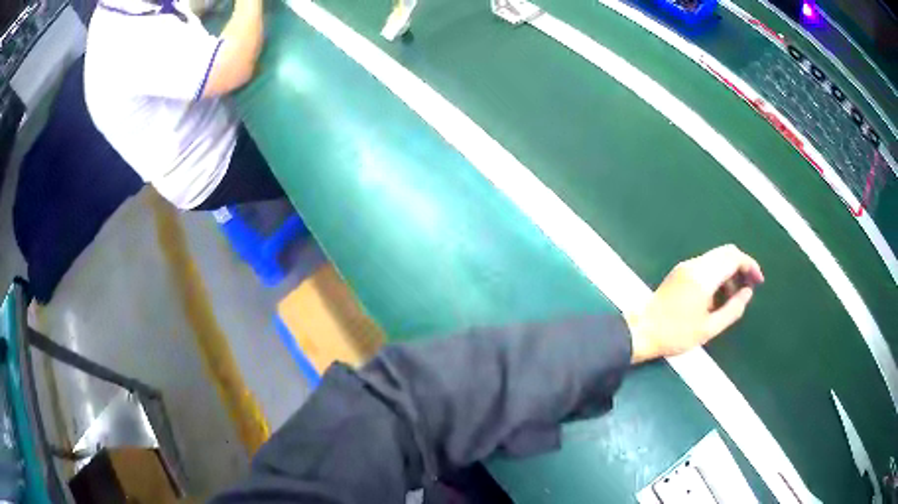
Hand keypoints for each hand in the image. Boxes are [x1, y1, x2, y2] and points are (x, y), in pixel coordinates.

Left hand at [627, 244, 763, 363]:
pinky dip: (717, 274)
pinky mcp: (679, 271)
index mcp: (704, 276)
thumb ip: (732, 310)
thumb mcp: (709, 328)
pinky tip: (717, 296)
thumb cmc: (676, 334)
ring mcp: (685, 266)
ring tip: (733, 297)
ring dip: (729, 271)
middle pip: (726, 253)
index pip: (733, 257)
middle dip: (741, 266)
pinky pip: (705, 265)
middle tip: (748, 287)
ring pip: (716, 258)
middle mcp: (695, 265)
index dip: (750, 266)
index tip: (758, 281)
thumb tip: (748, 293)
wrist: (642, 330)